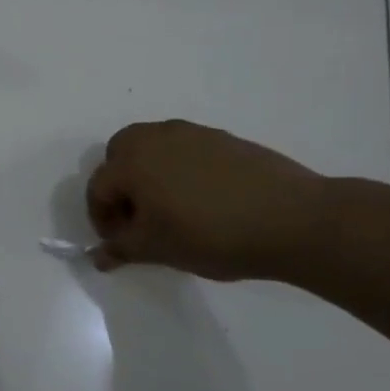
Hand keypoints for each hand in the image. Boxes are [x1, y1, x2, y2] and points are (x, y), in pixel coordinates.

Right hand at [85, 121, 327, 280]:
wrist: (291, 219)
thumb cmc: (210, 235)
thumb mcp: (158, 249)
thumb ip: (122, 249)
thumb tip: (99, 256)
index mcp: (133, 161)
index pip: (98, 186)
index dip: (100, 218)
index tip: (118, 242)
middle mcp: (157, 137)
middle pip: (120, 152)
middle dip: (119, 183)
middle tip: (137, 216)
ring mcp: (193, 133)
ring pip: (154, 146)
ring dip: (149, 173)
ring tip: (169, 209)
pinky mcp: (224, 139)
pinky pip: (186, 149)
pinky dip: (180, 169)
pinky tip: (202, 201)